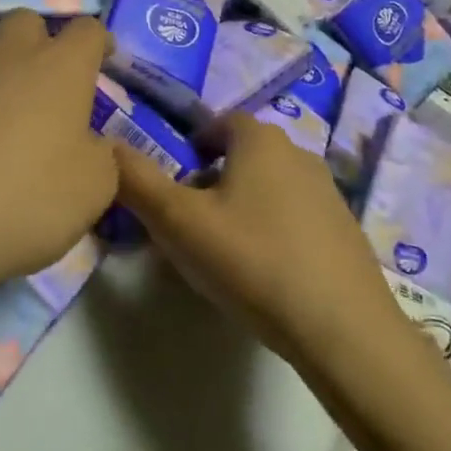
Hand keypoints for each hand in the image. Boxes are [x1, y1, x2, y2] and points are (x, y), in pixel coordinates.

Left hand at [0, 12, 117, 308]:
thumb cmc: (24, 200)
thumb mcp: (93, 191)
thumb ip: (102, 157)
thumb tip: (91, 144)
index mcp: (62, 67)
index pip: (88, 30)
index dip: (99, 42)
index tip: (103, 60)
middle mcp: (10, 53)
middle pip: (29, 22)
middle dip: (41, 42)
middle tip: (46, 83)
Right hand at [112, 113, 405, 375]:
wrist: (342, 327)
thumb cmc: (252, 261)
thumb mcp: (179, 223)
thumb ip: (136, 181)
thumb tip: (106, 148)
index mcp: (259, 139)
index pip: (219, 123)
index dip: (191, 148)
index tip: (175, 187)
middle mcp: (298, 152)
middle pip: (244, 155)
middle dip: (214, 181)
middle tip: (191, 225)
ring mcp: (328, 191)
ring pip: (270, 186)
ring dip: (245, 206)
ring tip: (225, 253)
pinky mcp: (345, 228)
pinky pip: (297, 216)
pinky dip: (275, 231)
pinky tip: (266, 273)